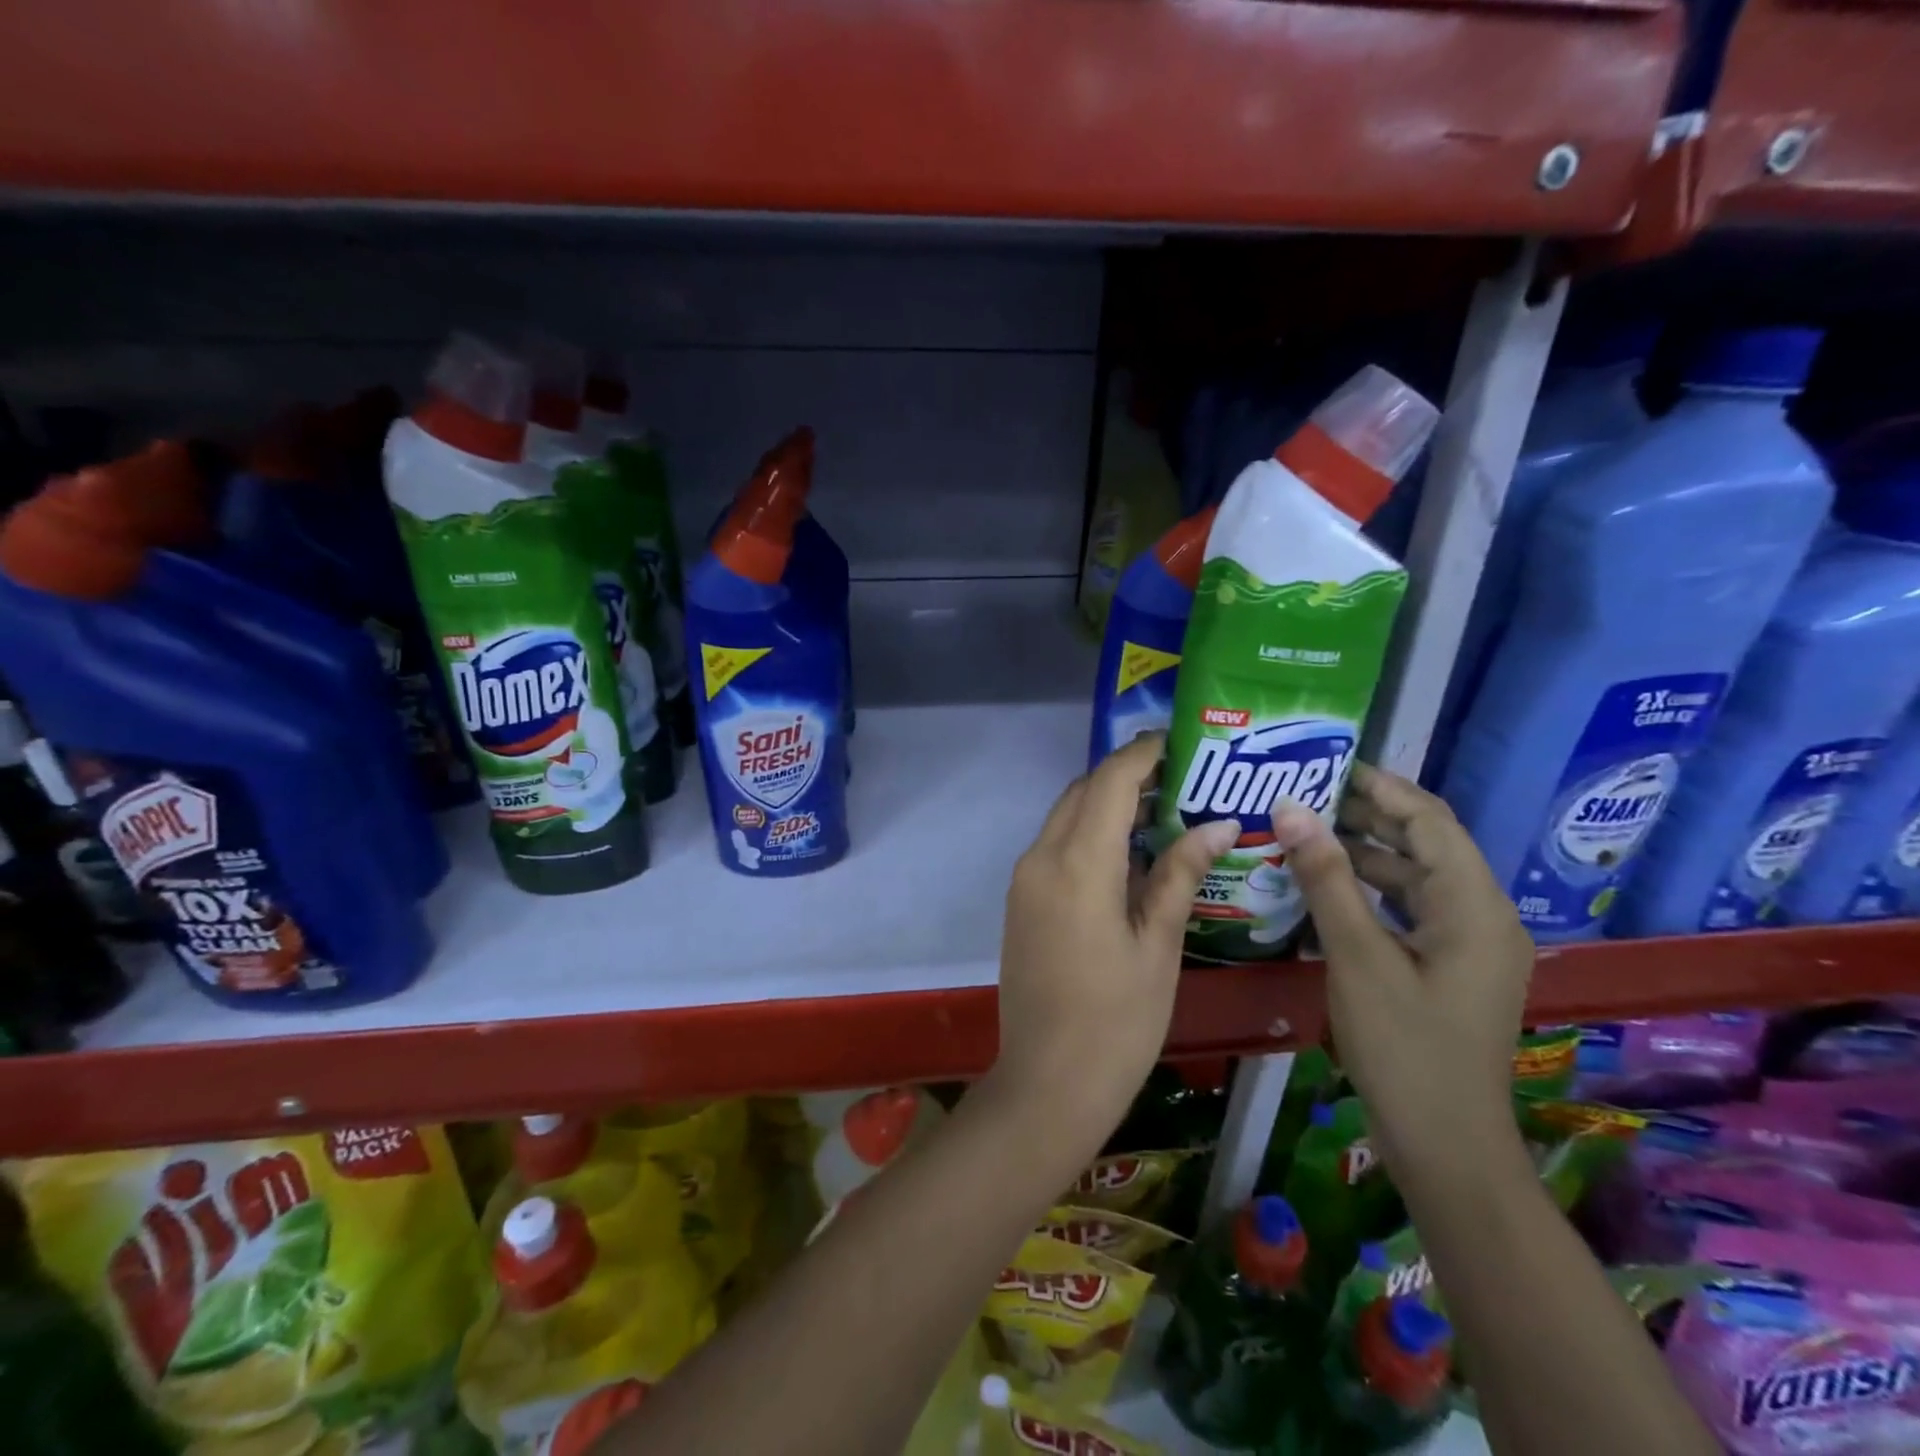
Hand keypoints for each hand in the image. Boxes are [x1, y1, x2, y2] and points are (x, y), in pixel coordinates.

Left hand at [991, 734, 1240, 1153]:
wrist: (1047, 1083)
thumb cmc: (1117, 1020)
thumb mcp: (1158, 945)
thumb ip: (1179, 874)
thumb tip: (1216, 823)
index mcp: (1077, 863)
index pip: (1109, 781)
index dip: (1144, 753)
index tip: (1182, 742)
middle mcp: (1040, 858)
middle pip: (1083, 792)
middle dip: (1127, 776)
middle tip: (1183, 780)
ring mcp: (1024, 879)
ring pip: (1066, 816)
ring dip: (1107, 804)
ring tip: (1164, 812)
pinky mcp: (1020, 900)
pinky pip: (1055, 846)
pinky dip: (1089, 834)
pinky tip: (1128, 855)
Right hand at [1270, 763, 1534, 1177]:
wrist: (1447, 1146)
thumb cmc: (1405, 1048)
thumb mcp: (1357, 956)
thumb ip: (1326, 878)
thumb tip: (1291, 808)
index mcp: (1474, 905)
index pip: (1429, 819)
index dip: (1380, 786)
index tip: (1325, 763)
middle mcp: (1483, 914)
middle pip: (1426, 844)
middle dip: (1368, 815)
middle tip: (1303, 795)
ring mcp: (1471, 944)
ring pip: (1416, 877)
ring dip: (1365, 852)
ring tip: (1305, 832)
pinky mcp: (1452, 967)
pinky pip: (1411, 909)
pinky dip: (1371, 890)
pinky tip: (1326, 887)